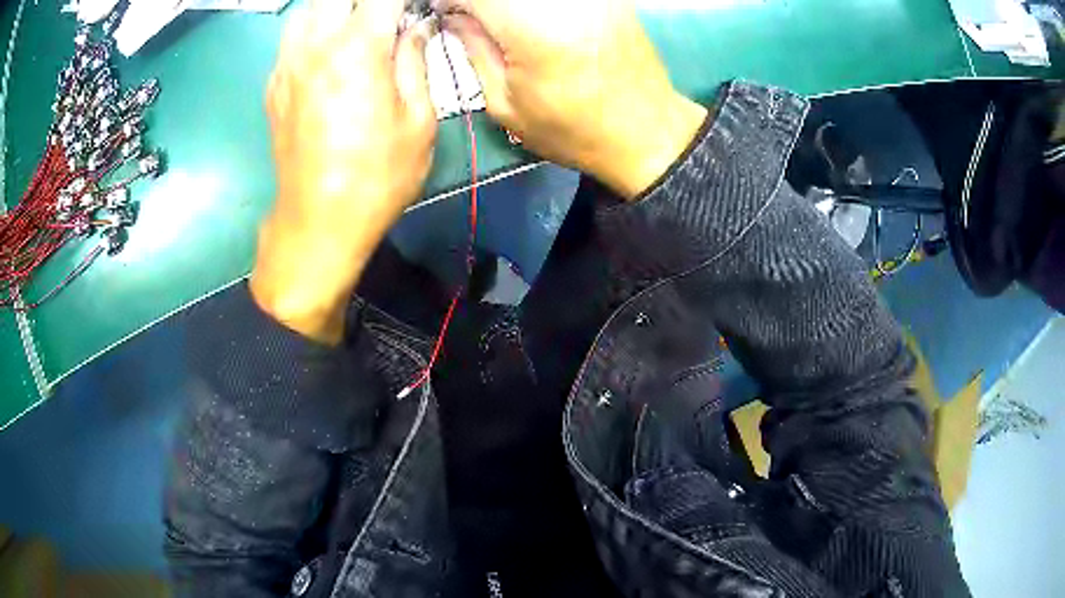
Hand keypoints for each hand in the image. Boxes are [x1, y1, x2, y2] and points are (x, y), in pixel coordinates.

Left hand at [250, 0, 435, 344]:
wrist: (317, 224)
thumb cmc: (376, 178)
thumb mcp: (417, 122)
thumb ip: (415, 62)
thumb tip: (415, 29)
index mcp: (358, 49)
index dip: (401, 0)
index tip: (414, 10)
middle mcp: (316, 46)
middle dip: (367, 3)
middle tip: (385, 19)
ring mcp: (288, 65)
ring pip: (307, 10)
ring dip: (334, 10)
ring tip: (355, 26)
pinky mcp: (273, 86)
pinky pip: (291, 38)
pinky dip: (313, 30)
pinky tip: (328, 51)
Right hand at [441, 0, 706, 198]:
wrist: (646, 132)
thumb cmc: (572, 129)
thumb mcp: (506, 103)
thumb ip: (473, 49)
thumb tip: (453, 16)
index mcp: (532, 30)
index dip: (451, 2)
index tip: (445, 14)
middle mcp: (564, 2)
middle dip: (479, 3)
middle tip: (473, 20)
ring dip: (507, 6)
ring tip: (502, 24)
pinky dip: (535, 7)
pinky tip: (533, 20)